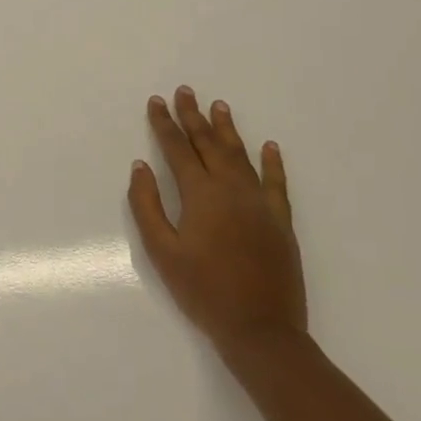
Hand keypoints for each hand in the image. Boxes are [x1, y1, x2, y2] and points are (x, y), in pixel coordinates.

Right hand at [128, 88, 306, 360]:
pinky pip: (276, 182)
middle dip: (193, 116)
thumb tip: (141, 166)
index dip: (164, 123)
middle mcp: (231, 189)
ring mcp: (259, 203)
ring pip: (241, 155)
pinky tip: (270, 146)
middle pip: (209, 144)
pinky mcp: (280, 221)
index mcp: (200, 194)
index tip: (156, 101)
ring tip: (219, 106)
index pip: (177, 148)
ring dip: (228, 129)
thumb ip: (147, 205)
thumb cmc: (203, 290)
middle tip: (185, 91)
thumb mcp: (162, 251)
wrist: (261, 329)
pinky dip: (272, 162)